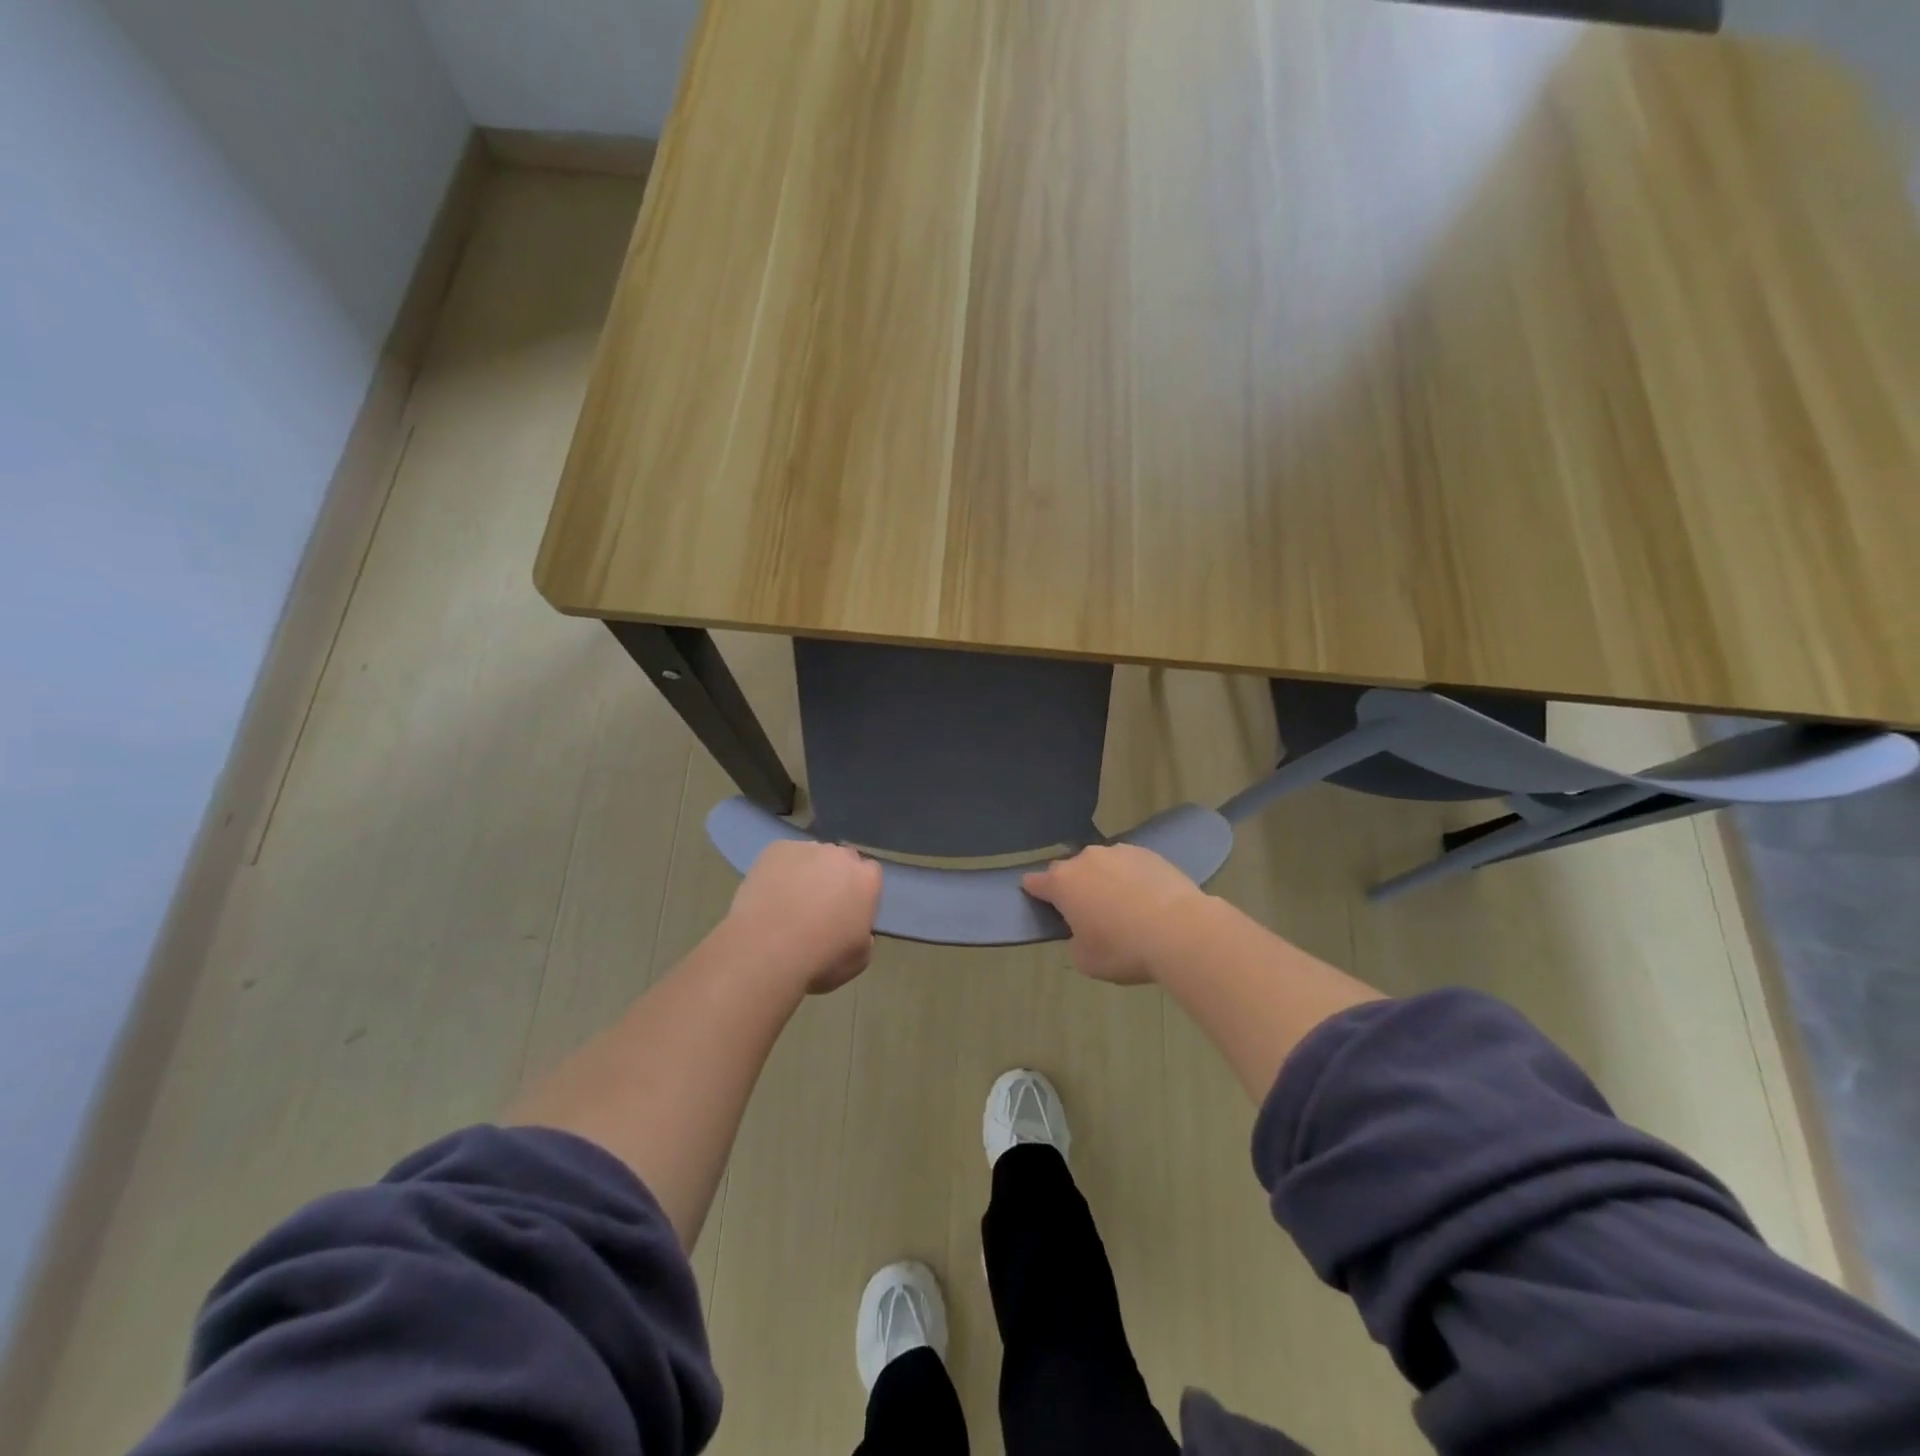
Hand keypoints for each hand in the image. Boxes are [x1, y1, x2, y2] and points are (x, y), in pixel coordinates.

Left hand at [726, 840, 882, 994]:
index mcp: (867, 880)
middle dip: (834, 877)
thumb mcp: (859, 959)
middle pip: (842, 860)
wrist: (766, 950)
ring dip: (807, 873)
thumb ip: (864, 936)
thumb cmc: (820, 960)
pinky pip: (784, 857)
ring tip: (788, 901)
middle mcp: (840, 856)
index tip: (847, 910)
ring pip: (812, 856)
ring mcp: (807, 849)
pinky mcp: (776, 849)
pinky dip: (780, 871)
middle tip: (819, 905)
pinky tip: (770, 894)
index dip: (858, 891)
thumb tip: (856, 928)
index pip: (870, 875)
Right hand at [1022, 844, 1208, 984]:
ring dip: (1104, 880)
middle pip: (1070, 871)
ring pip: (1101, 865)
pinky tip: (1146, 899)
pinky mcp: (1147, 852)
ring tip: (1123, 907)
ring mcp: (1118, 852)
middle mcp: (1085, 859)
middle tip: (1089, 912)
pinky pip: (1129, 865)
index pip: (1035, 882)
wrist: (1179, 929)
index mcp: (1062, 883)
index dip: (1034, 891)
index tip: (1037, 898)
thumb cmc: (1124, 949)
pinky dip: (1131, 878)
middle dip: (1074, 887)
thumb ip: (1075, 940)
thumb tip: (1085, 930)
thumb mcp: (1086, 960)